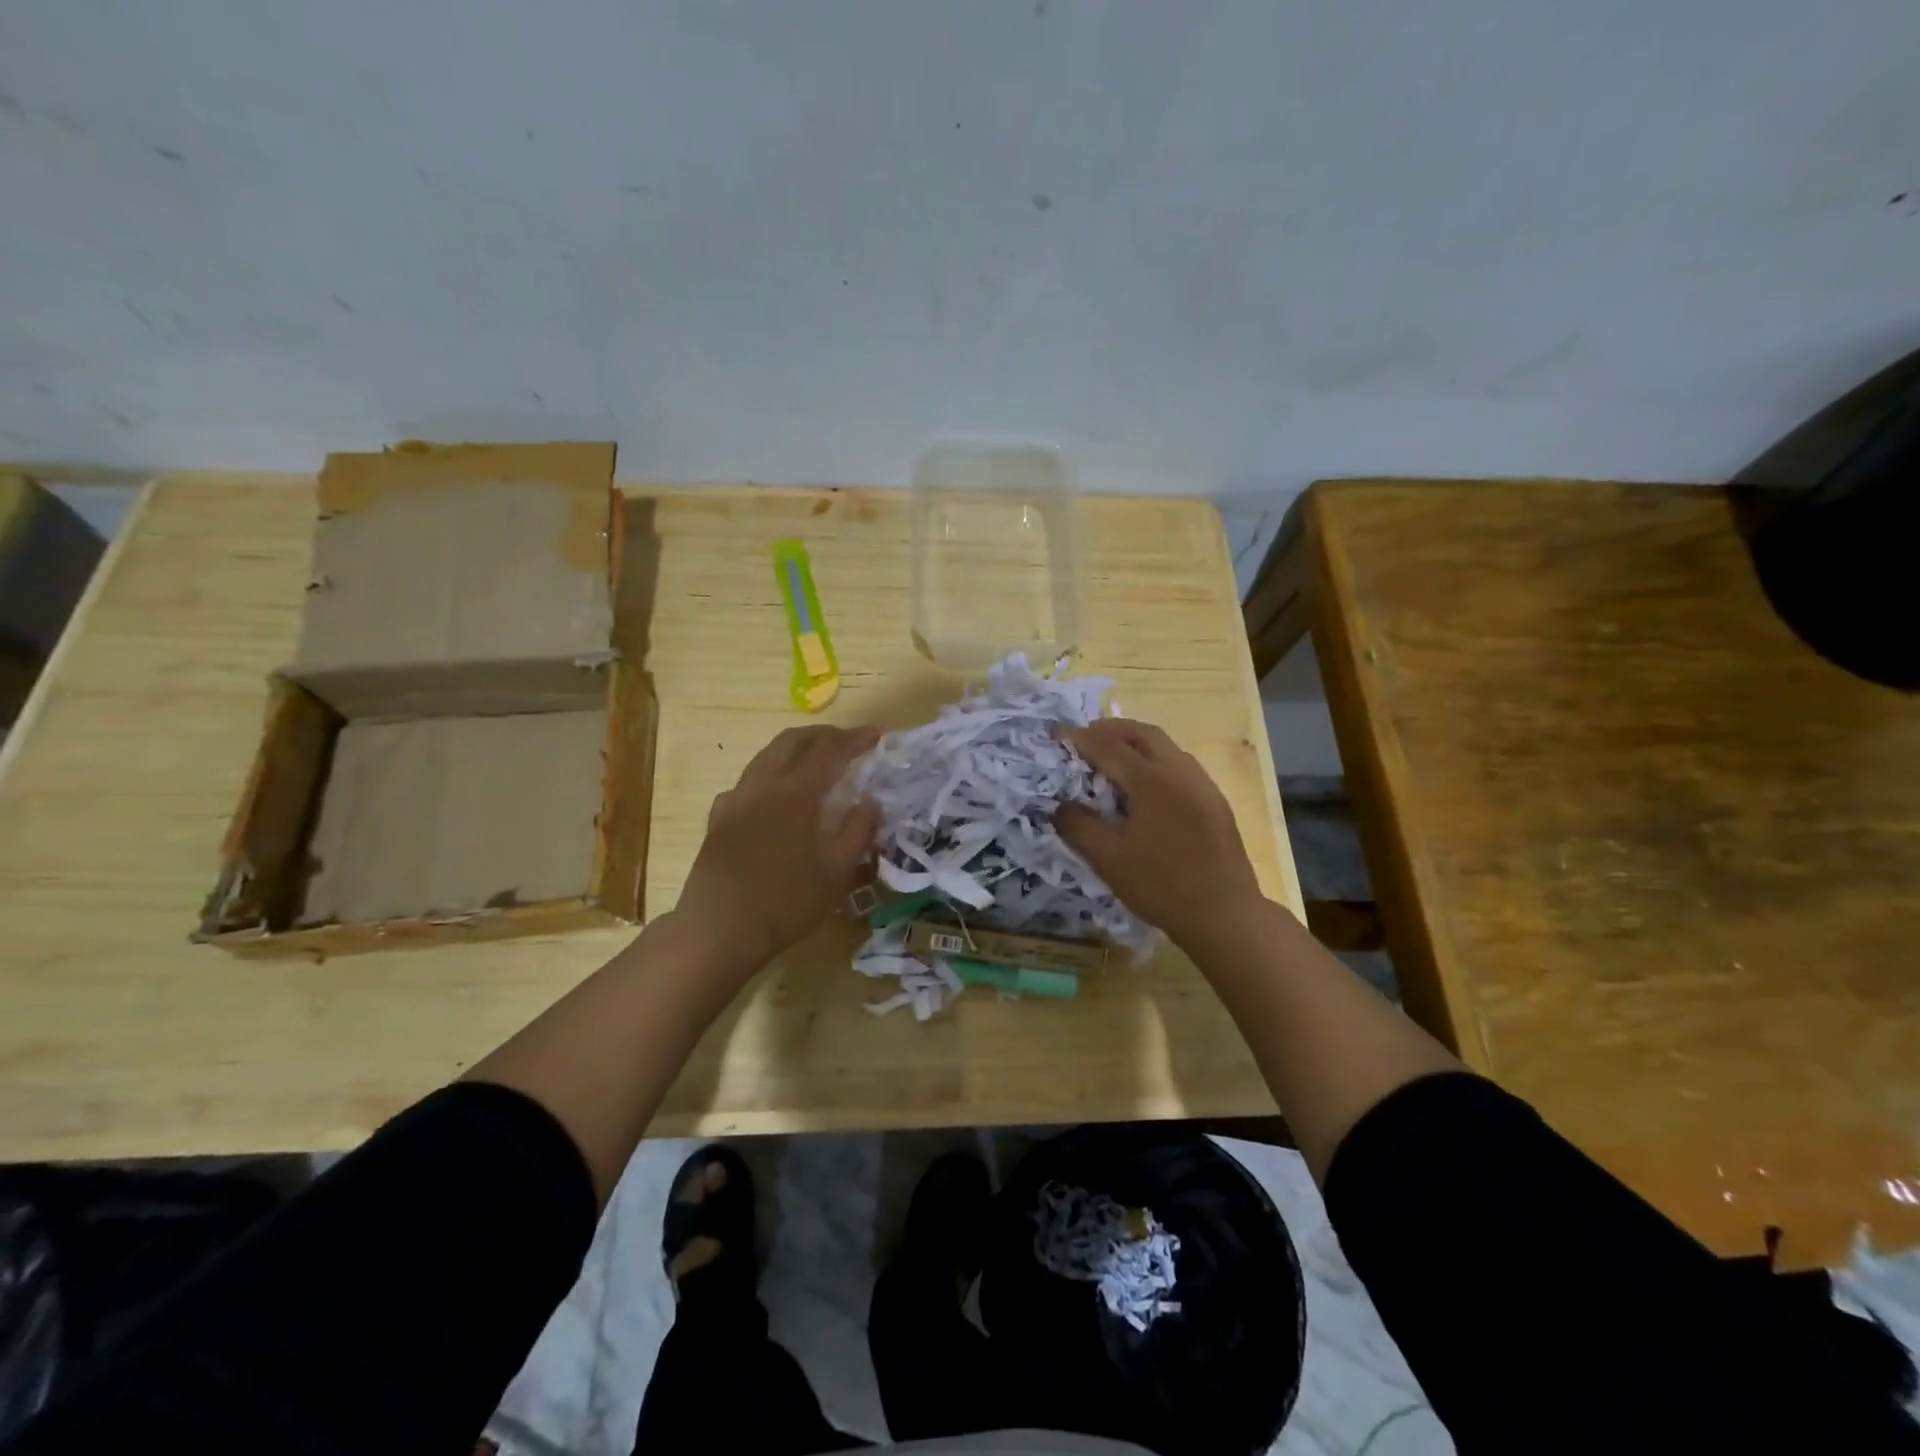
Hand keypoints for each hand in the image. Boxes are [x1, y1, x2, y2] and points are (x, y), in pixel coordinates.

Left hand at [674, 724, 881, 977]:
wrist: (719, 929)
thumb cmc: (786, 903)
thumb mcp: (836, 873)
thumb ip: (857, 831)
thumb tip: (871, 801)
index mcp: (797, 793)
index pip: (830, 751)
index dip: (855, 739)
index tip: (877, 736)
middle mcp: (764, 785)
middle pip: (793, 741)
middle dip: (823, 735)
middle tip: (847, 742)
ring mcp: (737, 799)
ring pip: (766, 755)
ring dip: (794, 748)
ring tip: (814, 760)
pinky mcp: (719, 818)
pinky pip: (746, 782)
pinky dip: (768, 775)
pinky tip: (774, 795)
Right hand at [1054, 719, 1264, 952]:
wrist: (1225, 916)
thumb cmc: (1162, 887)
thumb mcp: (1108, 860)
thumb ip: (1079, 827)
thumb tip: (1060, 806)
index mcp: (1152, 781)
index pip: (1108, 747)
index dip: (1078, 738)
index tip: (1054, 733)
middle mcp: (1181, 772)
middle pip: (1143, 734)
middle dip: (1111, 729)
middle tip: (1084, 738)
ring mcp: (1203, 785)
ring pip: (1166, 747)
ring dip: (1135, 743)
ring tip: (1111, 758)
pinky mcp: (1214, 802)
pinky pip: (1180, 766)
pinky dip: (1155, 761)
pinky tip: (1144, 787)